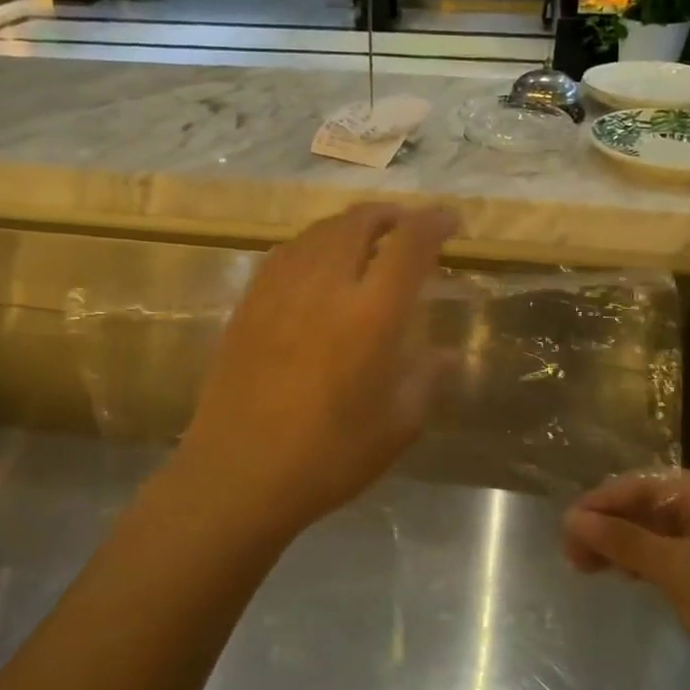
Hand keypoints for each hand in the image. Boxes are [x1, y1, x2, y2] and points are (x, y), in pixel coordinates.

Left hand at [168, 204, 457, 539]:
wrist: (238, 474)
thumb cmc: (328, 457)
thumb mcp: (396, 426)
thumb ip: (425, 380)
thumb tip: (447, 355)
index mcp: (371, 314)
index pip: (409, 244)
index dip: (434, 222)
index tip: (451, 221)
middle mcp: (325, 286)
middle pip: (359, 222)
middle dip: (391, 215)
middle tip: (408, 227)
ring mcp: (280, 290)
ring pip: (319, 231)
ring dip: (351, 225)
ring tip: (367, 239)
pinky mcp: (249, 303)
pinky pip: (286, 252)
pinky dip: (313, 243)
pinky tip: (317, 264)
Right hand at [563, 471, 689, 689]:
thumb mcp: (677, 571)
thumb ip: (623, 540)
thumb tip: (572, 518)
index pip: (644, 484)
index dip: (601, 502)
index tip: (565, 528)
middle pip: (649, 504)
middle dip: (608, 524)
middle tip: (571, 553)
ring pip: (656, 530)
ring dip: (620, 544)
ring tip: (584, 566)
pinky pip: (670, 553)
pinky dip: (642, 561)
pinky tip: (621, 575)